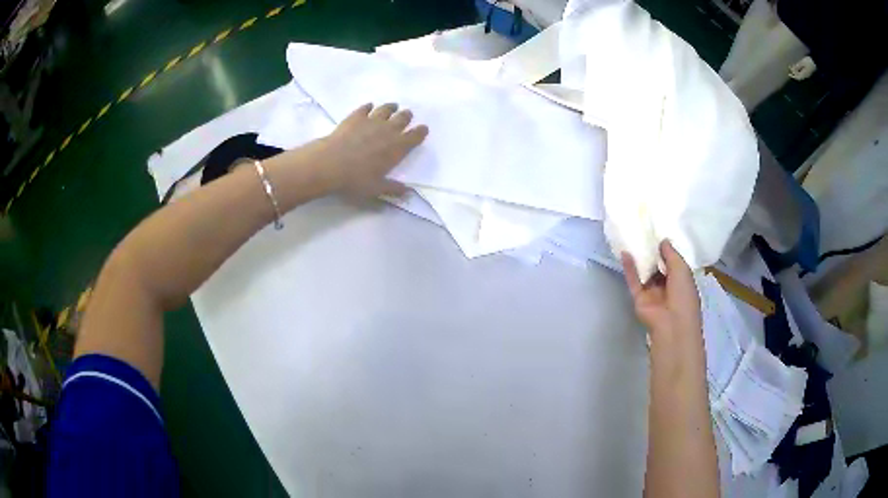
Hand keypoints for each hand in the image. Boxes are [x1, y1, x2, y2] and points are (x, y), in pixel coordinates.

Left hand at [311, 102, 427, 198]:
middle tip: (407, 115)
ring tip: (393, 106)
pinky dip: (368, 107)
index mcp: (397, 148)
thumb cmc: (355, 180)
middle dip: (406, 116)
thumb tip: (408, 192)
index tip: (423, 128)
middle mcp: (387, 131)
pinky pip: (365, 108)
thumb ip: (393, 189)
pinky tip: (369, 106)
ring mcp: (371, 121)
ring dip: (391, 107)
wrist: (329, 164)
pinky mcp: (354, 117)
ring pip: (385, 109)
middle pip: (402, 119)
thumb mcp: (376, 189)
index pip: (414, 137)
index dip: (420, 132)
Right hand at [621, 240, 701, 347]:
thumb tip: (663, 240)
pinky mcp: (639, 298)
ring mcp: (652, 292)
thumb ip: (671, 253)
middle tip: (644, 231)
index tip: (659, 233)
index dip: (667, 249)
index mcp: (681, 280)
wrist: (672, 323)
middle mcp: (667, 286)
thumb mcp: (682, 269)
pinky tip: (625, 253)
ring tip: (633, 238)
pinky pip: (634, 280)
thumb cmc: (684, 295)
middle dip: (652, 251)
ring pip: (644, 272)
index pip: (673, 262)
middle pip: (657, 266)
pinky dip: (629, 268)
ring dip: (640, 258)